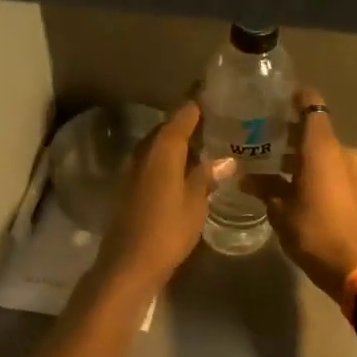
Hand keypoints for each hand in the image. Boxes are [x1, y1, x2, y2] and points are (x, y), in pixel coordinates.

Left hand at [95, 100, 215, 293]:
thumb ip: (207, 177)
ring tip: (209, 142)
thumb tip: (226, 160)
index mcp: (163, 149)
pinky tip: (188, 168)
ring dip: (180, 141)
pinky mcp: (130, 186)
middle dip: (191, 121)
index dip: (200, 101)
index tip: (219, 92)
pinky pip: (153, 162)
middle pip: (169, 127)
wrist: (129, 263)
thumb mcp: (195, 204)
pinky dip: (171, 159)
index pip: (183, 113)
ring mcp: (134, 169)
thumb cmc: (167, 231)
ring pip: (160, 145)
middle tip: (220, 119)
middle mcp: (144, 151)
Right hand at [241, 87, 356, 300]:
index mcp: (322, 148)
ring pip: (323, 153)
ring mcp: (353, 171)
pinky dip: (314, 171)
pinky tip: (293, 184)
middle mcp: (341, 152)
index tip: (277, 97)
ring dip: (302, 156)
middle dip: (292, 133)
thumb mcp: (279, 210)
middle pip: (316, 131)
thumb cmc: (312, 231)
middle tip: (265, 136)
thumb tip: (244, 178)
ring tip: (274, 165)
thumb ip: (263, 188)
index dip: (297, 98)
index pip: (312, 106)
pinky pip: (332, 170)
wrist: (350, 265)